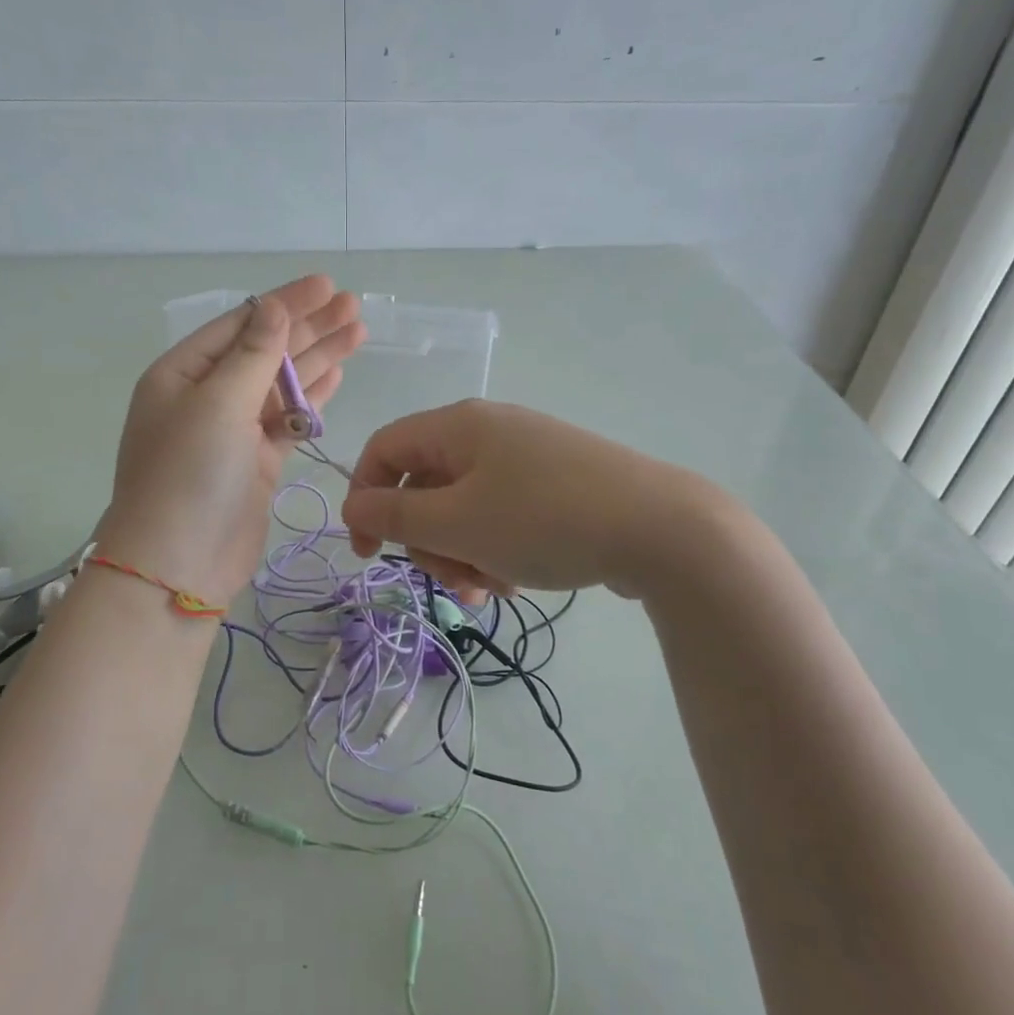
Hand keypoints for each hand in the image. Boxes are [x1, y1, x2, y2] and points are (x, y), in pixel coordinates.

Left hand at [97, 276, 365, 605]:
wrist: (179, 565)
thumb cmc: (189, 476)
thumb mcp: (218, 405)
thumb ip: (253, 355)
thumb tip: (275, 308)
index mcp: (183, 374)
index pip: (242, 325)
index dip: (286, 303)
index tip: (327, 285)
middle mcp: (207, 397)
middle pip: (266, 351)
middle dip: (310, 327)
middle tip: (354, 306)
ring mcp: (233, 431)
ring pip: (283, 385)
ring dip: (319, 359)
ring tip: (358, 332)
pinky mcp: (256, 462)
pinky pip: (289, 420)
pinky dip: (313, 400)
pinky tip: (338, 377)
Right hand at [341, 401, 714, 598]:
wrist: (661, 528)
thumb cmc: (544, 520)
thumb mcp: (458, 524)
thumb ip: (395, 516)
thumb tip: (352, 507)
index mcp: (458, 426)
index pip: (384, 450)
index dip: (364, 500)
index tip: (368, 554)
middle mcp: (489, 432)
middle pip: (425, 486)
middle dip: (428, 541)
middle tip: (451, 580)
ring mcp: (526, 457)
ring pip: (463, 508)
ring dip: (462, 553)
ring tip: (491, 587)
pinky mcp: (554, 484)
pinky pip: (501, 514)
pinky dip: (495, 548)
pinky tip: (516, 580)